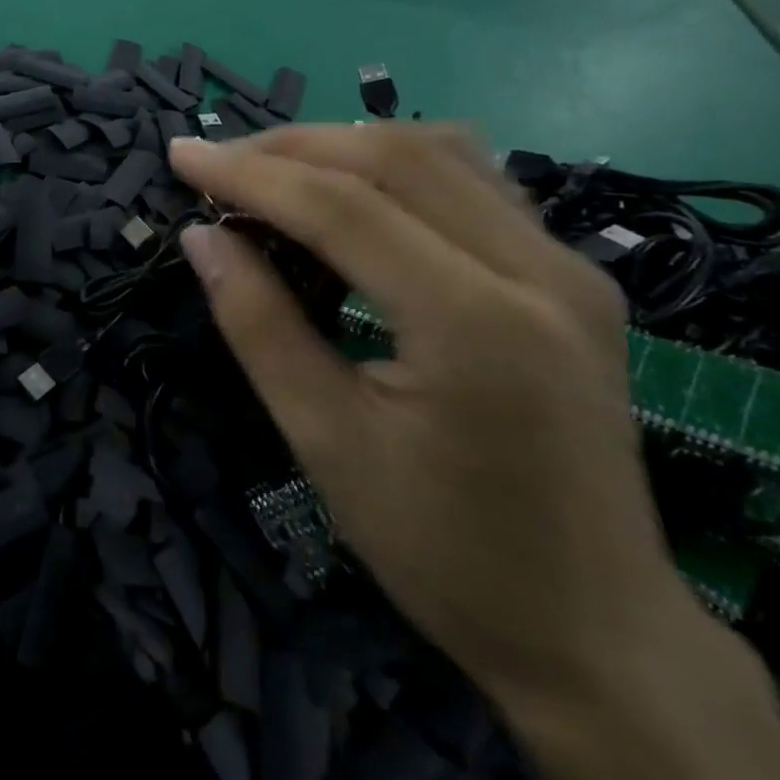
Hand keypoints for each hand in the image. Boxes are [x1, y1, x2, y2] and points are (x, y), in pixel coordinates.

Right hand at [169, 125, 683, 706]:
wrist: (599, 634)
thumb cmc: (445, 552)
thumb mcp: (325, 441)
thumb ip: (258, 323)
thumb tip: (201, 236)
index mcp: (477, 323)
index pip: (342, 206)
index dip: (248, 173)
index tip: (180, 155)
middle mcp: (538, 271)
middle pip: (393, 157)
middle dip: (289, 147)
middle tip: (217, 166)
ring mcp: (569, 267)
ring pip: (439, 151)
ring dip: (342, 145)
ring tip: (273, 171)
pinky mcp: (574, 276)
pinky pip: (474, 180)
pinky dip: (395, 164)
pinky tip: (352, 190)